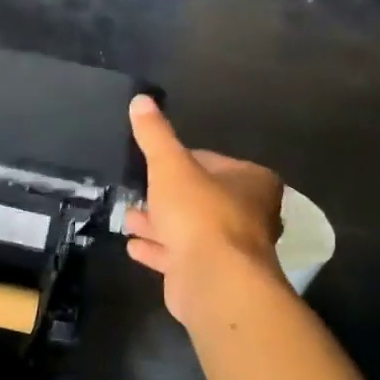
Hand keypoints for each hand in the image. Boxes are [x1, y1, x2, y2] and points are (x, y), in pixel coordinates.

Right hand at [125, 95, 285, 323]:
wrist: (214, 280)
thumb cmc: (199, 214)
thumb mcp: (170, 166)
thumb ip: (155, 135)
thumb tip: (141, 99)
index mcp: (251, 182)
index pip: (210, 161)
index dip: (179, 161)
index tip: (153, 164)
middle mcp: (248, 214)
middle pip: (199, 197)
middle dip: (165, 196)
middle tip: (137, 192)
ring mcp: (230, 248)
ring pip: (188, 229)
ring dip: (158, 224)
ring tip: (128, 218)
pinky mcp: (211, 275)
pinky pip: (179, 256)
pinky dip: (158, 249)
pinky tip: (133, 246)